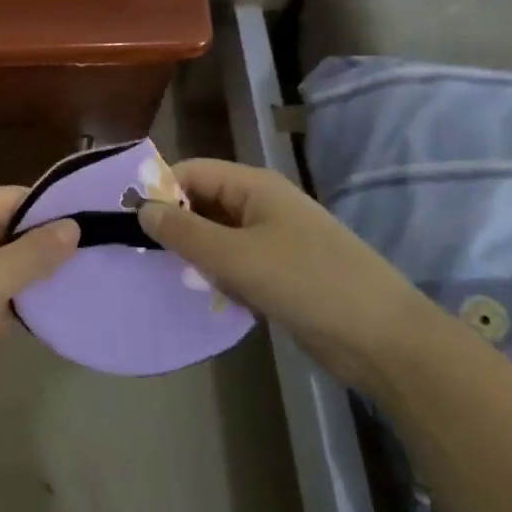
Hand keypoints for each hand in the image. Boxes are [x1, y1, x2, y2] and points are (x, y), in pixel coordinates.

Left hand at [0, 188, 79, 376]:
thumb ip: (38, 252)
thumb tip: (74, 225)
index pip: (18, 197)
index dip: (54, 214)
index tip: (93, 232)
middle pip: (12, 230)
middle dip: (46, 250)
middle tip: (89, 267)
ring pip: (3, 265)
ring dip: (29, 281)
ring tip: (73, 293)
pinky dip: (10, 303)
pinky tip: (40, 320)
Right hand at [138, 159, 429, 388]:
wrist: (382, 338)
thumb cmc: (307, 283)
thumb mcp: (236, 257)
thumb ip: (185, 232)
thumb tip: (141, 208)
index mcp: (254, 185)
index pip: (192, 172)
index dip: (160, 191)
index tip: (128, 223)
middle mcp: (262, 204)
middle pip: (204, 202)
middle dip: (177, 228)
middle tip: (147, 258)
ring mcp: (275, 238)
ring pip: (219, 237)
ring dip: (199, 257)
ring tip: (177, 281)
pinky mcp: (283, 272)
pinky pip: (238, 264)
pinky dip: (222, 278)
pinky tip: (213, 299)